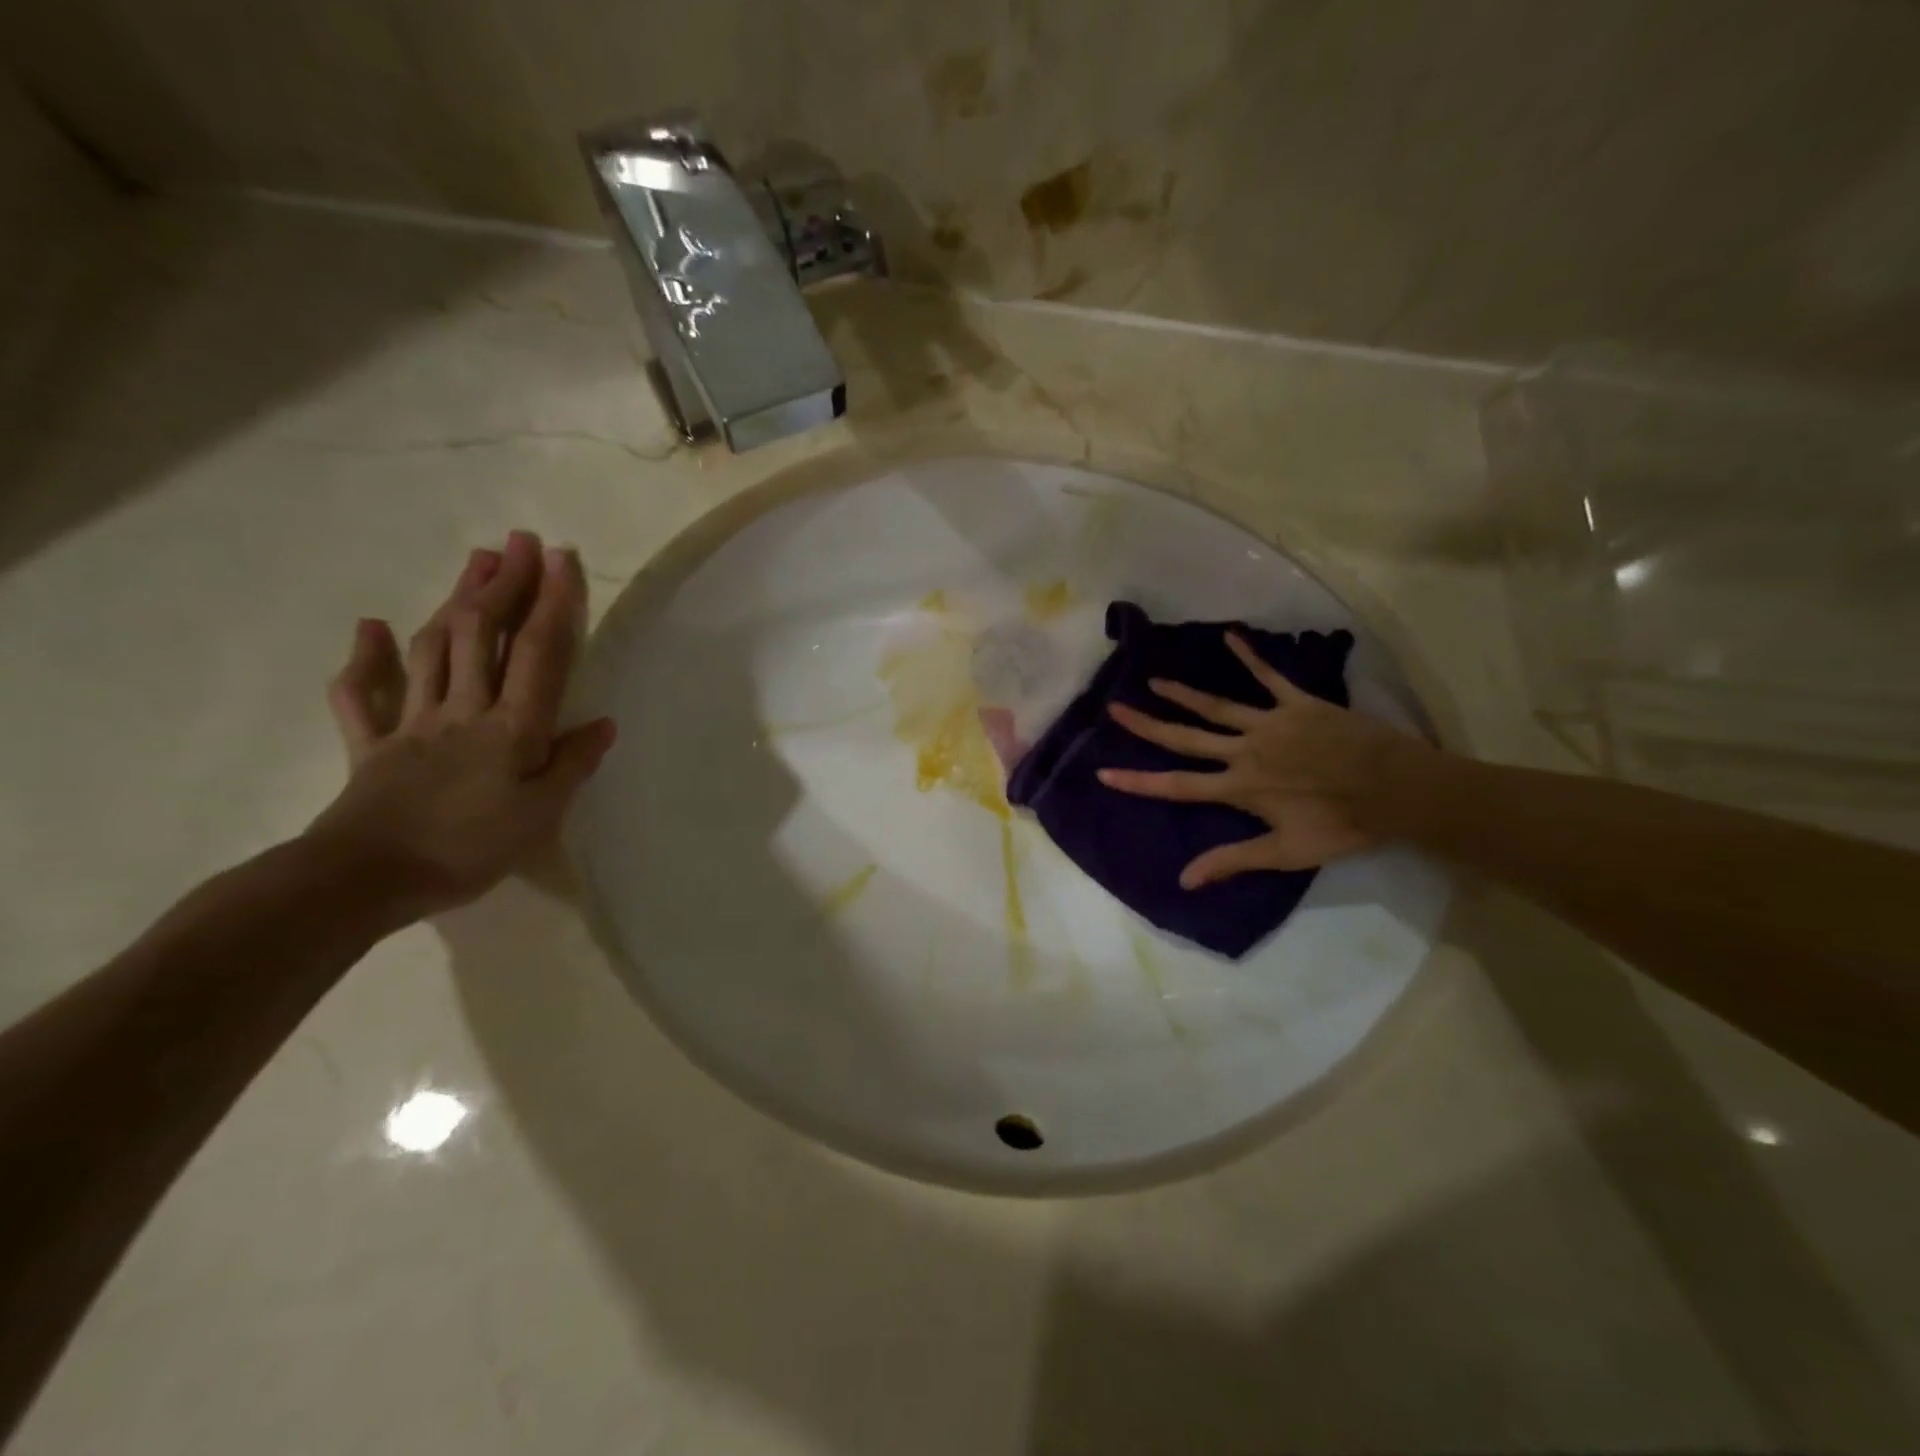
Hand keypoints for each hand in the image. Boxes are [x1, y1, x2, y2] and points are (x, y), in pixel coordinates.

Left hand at [307, 531, 614, 923]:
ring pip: (433, 648)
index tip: (562, 559)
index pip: (538, 653)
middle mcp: (462, 709)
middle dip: (503, 583)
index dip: (551, 603)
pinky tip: (372, 628)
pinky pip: (362, 695)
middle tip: (519, 541)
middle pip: (481, 634)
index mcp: (510, 728)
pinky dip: (366, 658)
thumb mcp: (541, 815)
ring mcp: (412, 721)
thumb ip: (572, 765)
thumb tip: (603, 723)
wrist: (365, 879)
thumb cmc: (468, 848)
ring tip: (475, 563)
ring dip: (454, 600)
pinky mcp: (371, 743)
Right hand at [1097, 631, 1431, 885]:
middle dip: (1147, 725)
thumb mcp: (1286, 853)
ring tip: (1153, 681)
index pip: (1177, 785)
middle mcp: (1244, 750)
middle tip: (1115, 708)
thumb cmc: (1341, 825)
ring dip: (1183, 694)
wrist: (1396, 789)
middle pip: (1186, 737)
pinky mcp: (1298, 703)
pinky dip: (1249, 656)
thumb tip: (1184, 880)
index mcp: (1238, 787)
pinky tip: (1230, 636)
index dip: (1138, 782)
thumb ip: (1232, 861)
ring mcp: (1270, 723)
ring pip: (1216, 706)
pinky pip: (1268, 676)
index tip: (1103, 773)